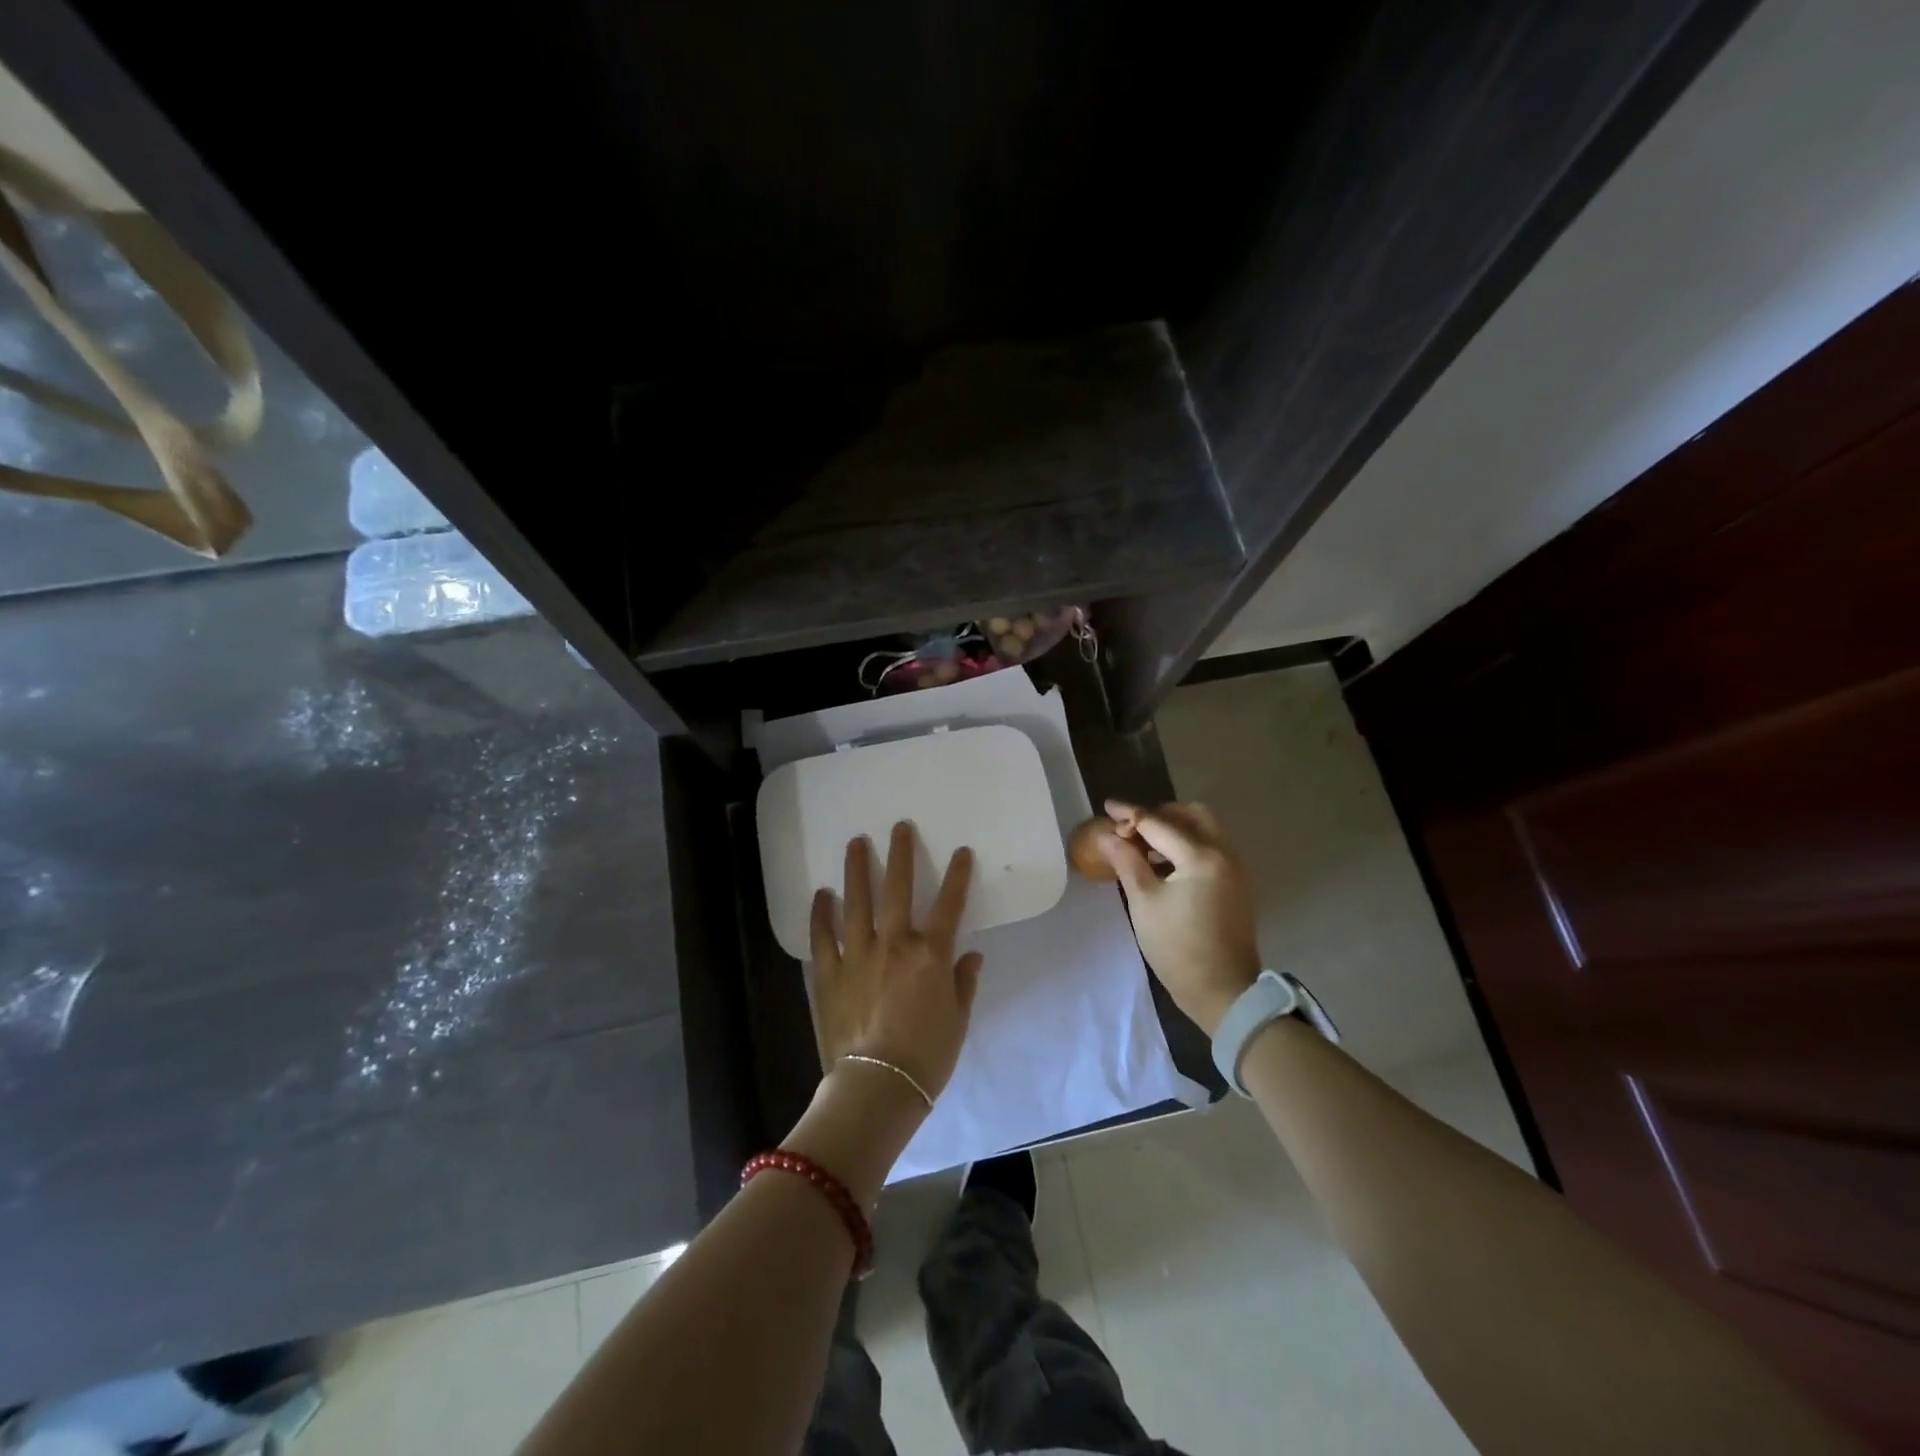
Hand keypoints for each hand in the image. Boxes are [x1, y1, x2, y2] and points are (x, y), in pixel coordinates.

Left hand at [809, 821, 984, 1102]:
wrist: (877, 1087)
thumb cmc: (927, 1057)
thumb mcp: (958, 1020)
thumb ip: (963, 983)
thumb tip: (970, 955)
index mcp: (930, 955)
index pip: (949, 905)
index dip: (957, 876)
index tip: (961, 851)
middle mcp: (893, 944)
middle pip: (898, 890)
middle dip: (901, 855)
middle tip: (898, 827)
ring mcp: (857, 956)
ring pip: (856, 902)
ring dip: (857, 870)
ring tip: (856, 843)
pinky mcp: (828, 974)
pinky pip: (822, 937)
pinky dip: (821, 913)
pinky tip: (821, 894)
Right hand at [1099, 800, 1259, 1034]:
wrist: (1223, 992)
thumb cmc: (1178, 948)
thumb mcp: (1144, 903)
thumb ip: (1127, 862)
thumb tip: (1108, 835)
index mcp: (1201, 857)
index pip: (1159, 824)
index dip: (1130, 814)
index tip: (1107, 807)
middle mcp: (1224, 854)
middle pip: (1192, 815)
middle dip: (1160, 815)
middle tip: (1133, 828)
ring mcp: (1235, 870)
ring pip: (1205, 830)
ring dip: (1175, 829)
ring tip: (1145, 847)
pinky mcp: (1237, 885)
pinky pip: (1212, 849)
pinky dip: (1188, 846)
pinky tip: (1166, 865)